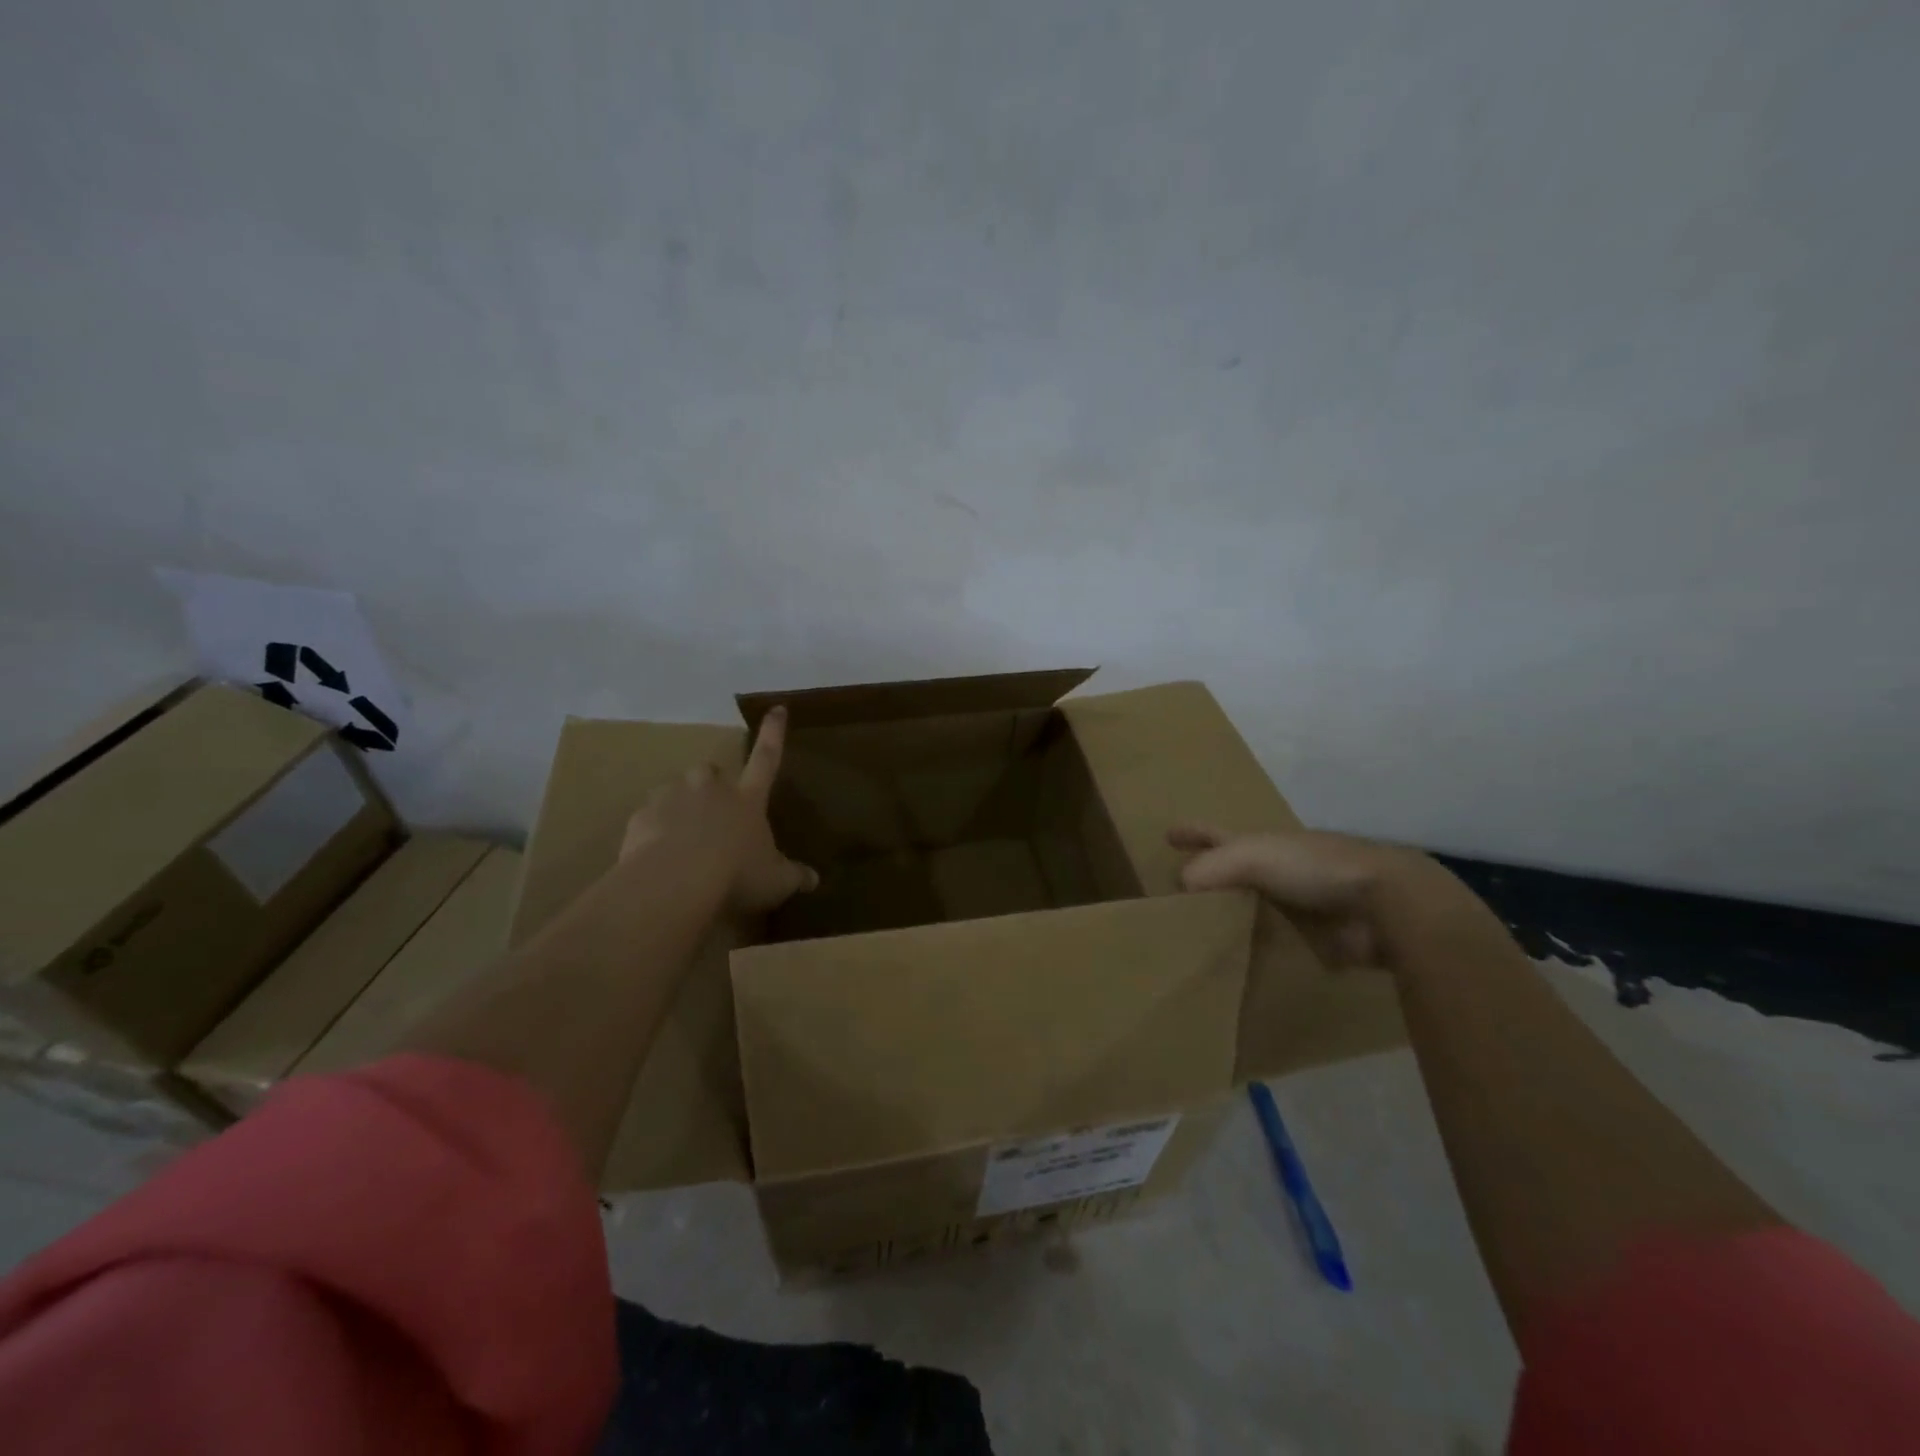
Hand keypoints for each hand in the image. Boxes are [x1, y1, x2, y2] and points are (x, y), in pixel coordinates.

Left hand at [621, 705, 818, 913]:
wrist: (673, 882)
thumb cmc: (735, 874)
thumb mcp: (774, 881)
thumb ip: (794, 876)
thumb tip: (814, 879)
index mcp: (747, 798)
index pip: (766, 758)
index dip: (773, 733)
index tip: (776, 708)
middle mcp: (711, 789)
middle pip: (712, 771)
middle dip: (712, 783)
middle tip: (713, 808)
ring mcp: (673, 798)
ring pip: (676, 790)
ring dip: (681, 806)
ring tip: (681, 836)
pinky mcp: (643, 815)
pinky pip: (650, 816)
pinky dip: (654, 829)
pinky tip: (656, 854)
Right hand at [1168, 825, 1452, 970]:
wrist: (1388, 905)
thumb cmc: (1316, 868)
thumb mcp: (1254, 855)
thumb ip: (1212, 867)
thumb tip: (1180, 886)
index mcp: (1265, 844)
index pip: (1218, 835)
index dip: (1194, 832)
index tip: (1167, 834)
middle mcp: (1280, 871)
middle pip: (1234, 873)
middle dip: (1209, 878)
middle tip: (1179, 894)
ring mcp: (1300, 906)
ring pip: (1254, 909)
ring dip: (1232, 917)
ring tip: (1199, 933)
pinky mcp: (1318, 941)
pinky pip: (1276, 943)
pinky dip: (1257, 949)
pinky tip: (1236, 963)